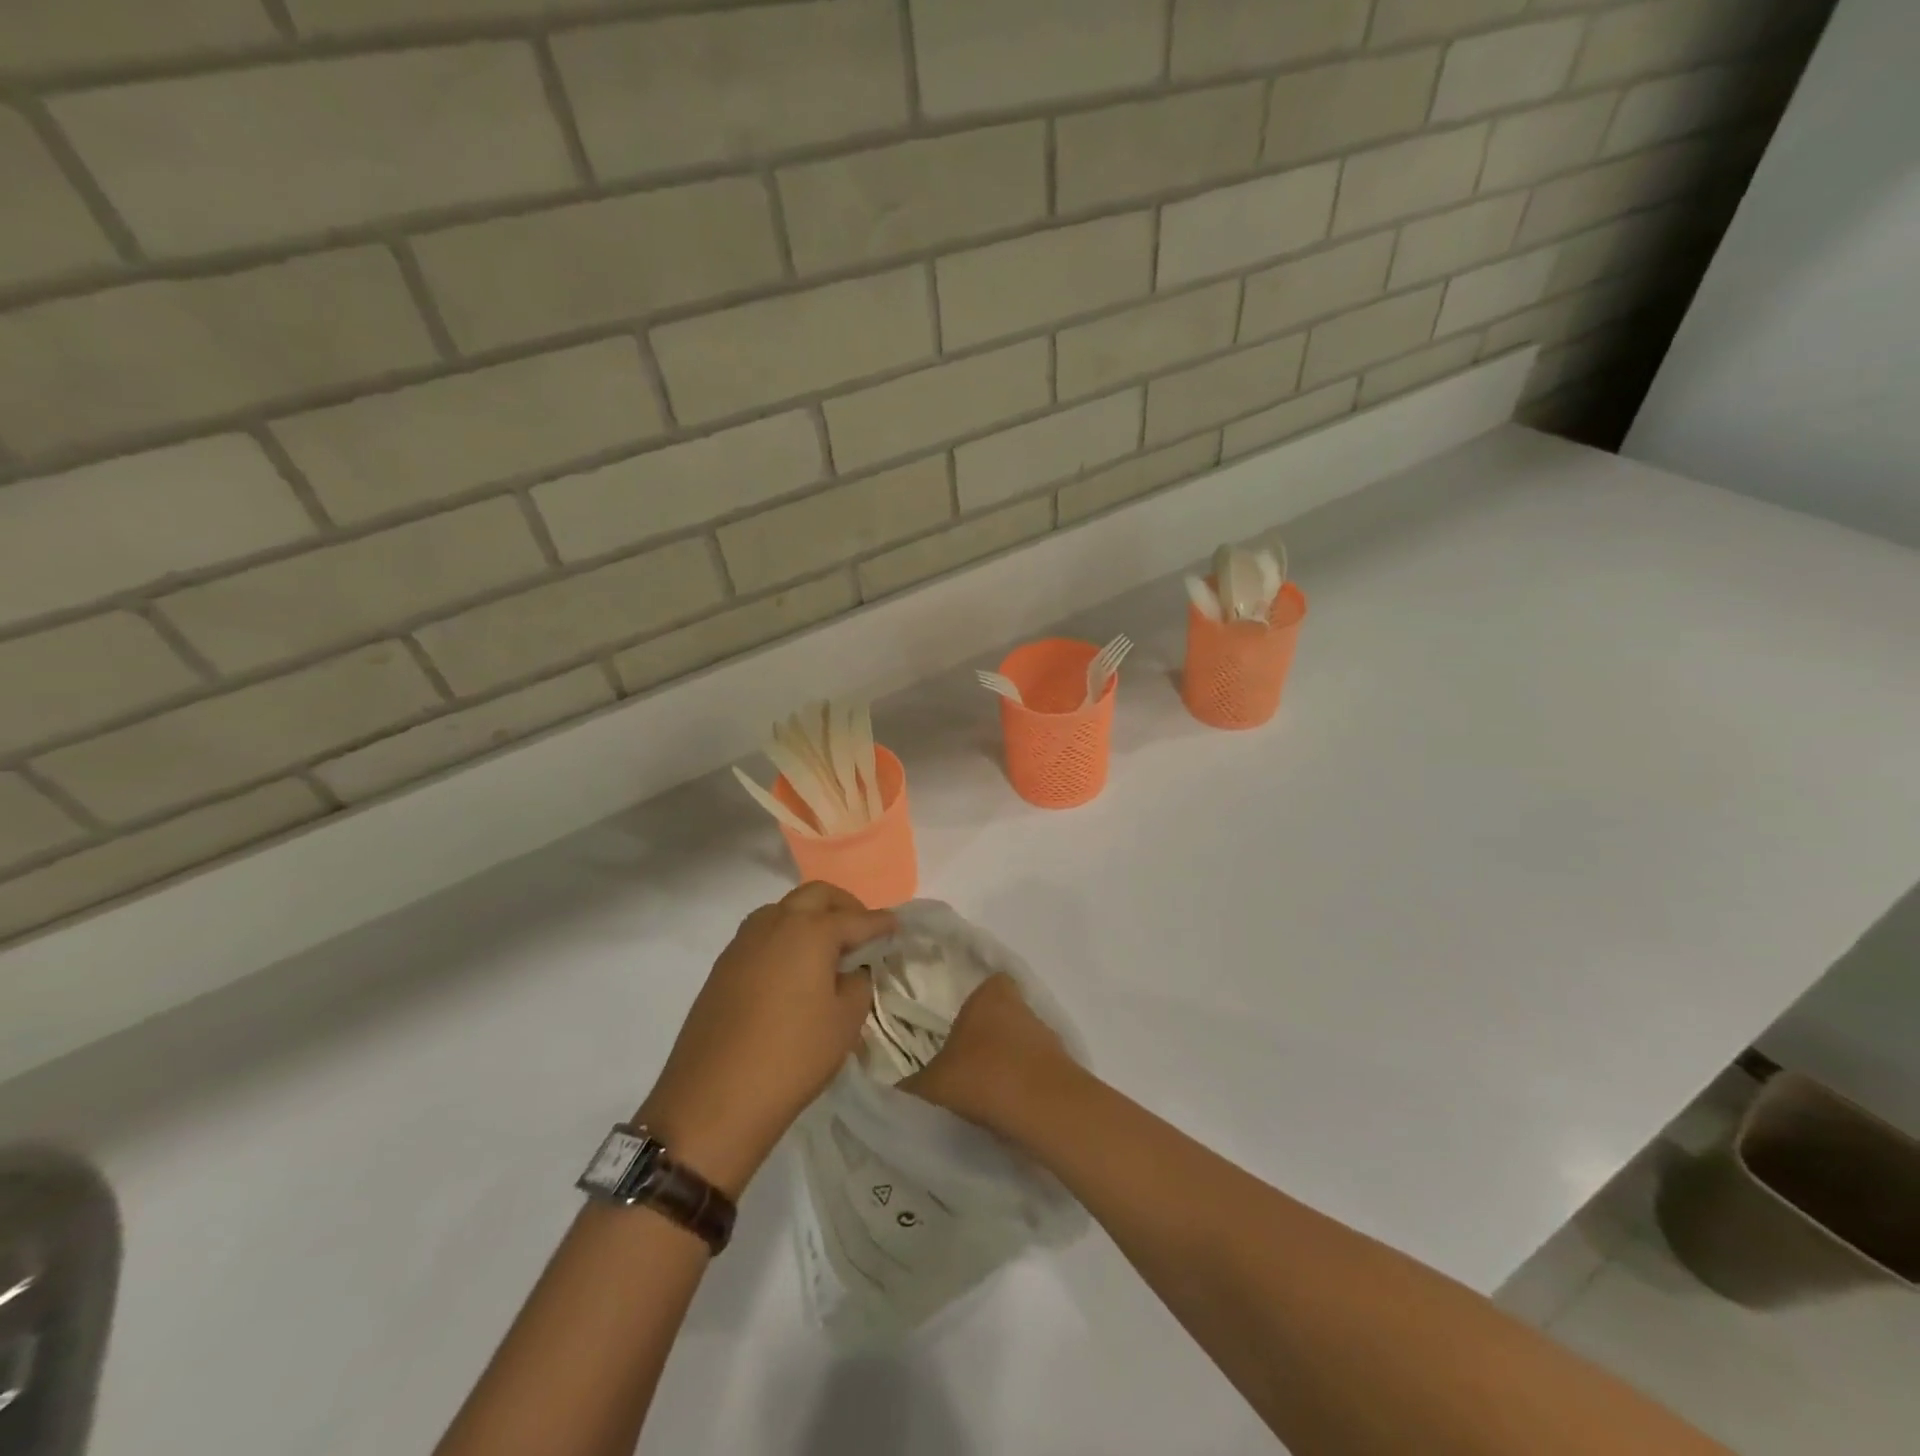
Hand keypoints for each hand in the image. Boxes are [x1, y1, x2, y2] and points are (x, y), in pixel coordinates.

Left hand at [639, 883, 892, 1196]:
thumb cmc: (792, 1057)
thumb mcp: (845, 1022)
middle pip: (816, 896)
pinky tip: (792, 971)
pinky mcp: (723, 966)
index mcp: (810, 931)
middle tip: (861, 931)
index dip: (880, 923)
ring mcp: (743, 943)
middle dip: (844, 906)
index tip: (896, 927)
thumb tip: (850, 971)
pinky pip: (761, 935)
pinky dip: (784, 938)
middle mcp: (775, 923)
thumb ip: (857, 984)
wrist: (713, 1099)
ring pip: (783, 910)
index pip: (856, 919)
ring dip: (809, 917)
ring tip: (826, 950)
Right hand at [899, 972, 1078, 1139]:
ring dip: (1009, 1066)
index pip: (989, 985)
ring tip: (986, 1097)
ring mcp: (1049, 1039)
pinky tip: (1008, 1113)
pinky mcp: (1066, 1071)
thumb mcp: (929, 1086)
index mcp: (991, 996)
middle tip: (966, 1067)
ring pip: (1024, 1046)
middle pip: (1006, 1017)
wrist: (1042, 1110)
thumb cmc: (981, 1078)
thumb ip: (910, 1086)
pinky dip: (1025, 1090)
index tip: (960, 1030)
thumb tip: (893, 1093)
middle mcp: (1023, 1009)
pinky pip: (1038, 1075)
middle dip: (990, 1039)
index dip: (976, 1005)